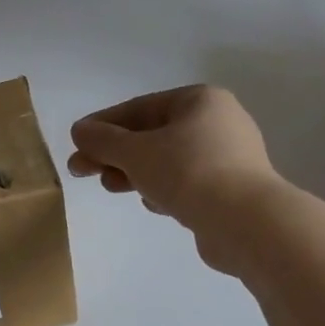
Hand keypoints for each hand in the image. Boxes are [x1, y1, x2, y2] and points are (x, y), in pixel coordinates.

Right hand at [68, 85, 280, 239]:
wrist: (248, 224)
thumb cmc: (188, 173)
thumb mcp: (135, 152)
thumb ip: (103, 140)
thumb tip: (79, 131)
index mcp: (199, 101)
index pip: (139, 108)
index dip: (102, 125)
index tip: (76, 143)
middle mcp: (218, 122)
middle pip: (151, 135)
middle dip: (114, 154)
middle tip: (82, 171)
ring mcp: (229, 158)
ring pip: (167, 161)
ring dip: (134, 173)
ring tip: (111, 188)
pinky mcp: (232, 190)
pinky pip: (186, 183)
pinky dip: (163, 189)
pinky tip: (151, 204)